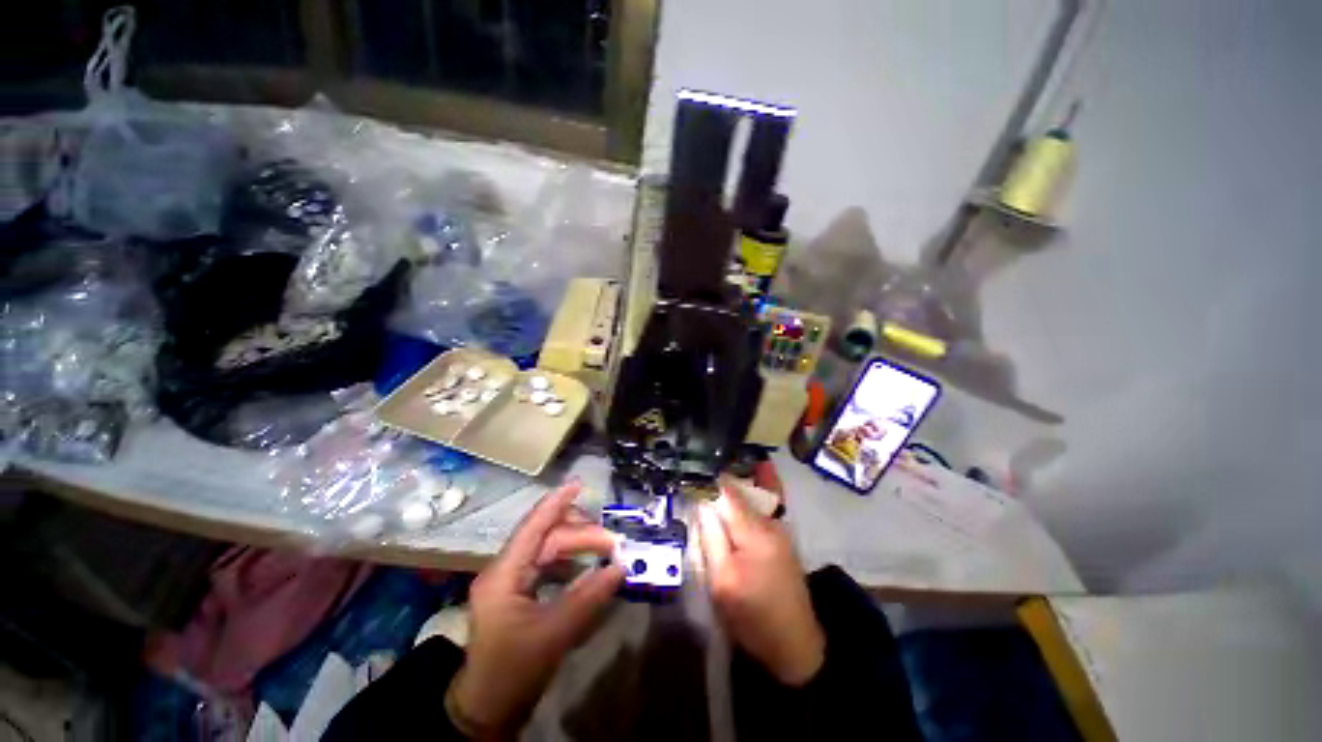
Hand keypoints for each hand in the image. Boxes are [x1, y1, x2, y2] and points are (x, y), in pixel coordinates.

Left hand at [449, 482, 624, 736]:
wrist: (487, 710)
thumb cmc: (513, 672)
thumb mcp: (553, 635)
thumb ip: (588, 598)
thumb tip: (620, 568)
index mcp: (504, 574)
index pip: (533, 527)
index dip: (556, 503)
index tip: (579, 484)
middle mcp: (505, 570)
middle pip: (547, 537)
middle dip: (582, 535)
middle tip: (613, 545)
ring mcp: (511, 580)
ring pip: (549, 548)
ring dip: (578, 546)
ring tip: (606, 552)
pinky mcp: (519, 592)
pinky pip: (549, 565)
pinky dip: (571, 562)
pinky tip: (588, 569)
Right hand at [696, 477, 825, 685]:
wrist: (795, 646)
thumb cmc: (753, 617)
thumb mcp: (722, 581)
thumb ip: (711, 537)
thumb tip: (702, 503)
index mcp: (755, 532)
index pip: (728, 492)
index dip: (709, 480)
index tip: (691, 473)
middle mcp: (770, 523)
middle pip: (741, 492)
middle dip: (721, 481)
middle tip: (698, 472)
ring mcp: (779, 531)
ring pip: (750, 500)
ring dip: (732, 490)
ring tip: (710, 480)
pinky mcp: (781, 541)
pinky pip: (759, 512)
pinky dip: (745, 501)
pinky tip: (731, 499)